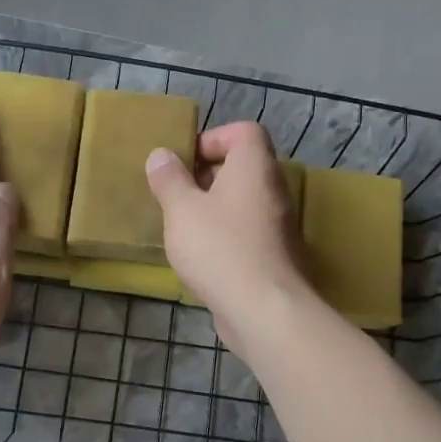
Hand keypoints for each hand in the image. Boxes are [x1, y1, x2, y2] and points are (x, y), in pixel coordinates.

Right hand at [144, 122, 314, 355]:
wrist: (265, 309)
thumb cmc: (219, 248)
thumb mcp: (182, 210)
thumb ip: (169, 179)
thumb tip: (161, 155)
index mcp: (254, 167)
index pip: (244, 132)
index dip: (213, 139)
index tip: (184, 162)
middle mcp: (273, 189)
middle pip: (243, 167)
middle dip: (207, 176)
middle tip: (177, 195)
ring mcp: (279, 224)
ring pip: (243, 202)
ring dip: (213, 208)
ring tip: (183, 227)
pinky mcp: (276, 255)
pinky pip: (247, 232)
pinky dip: (225, 236)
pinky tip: (201, 257)